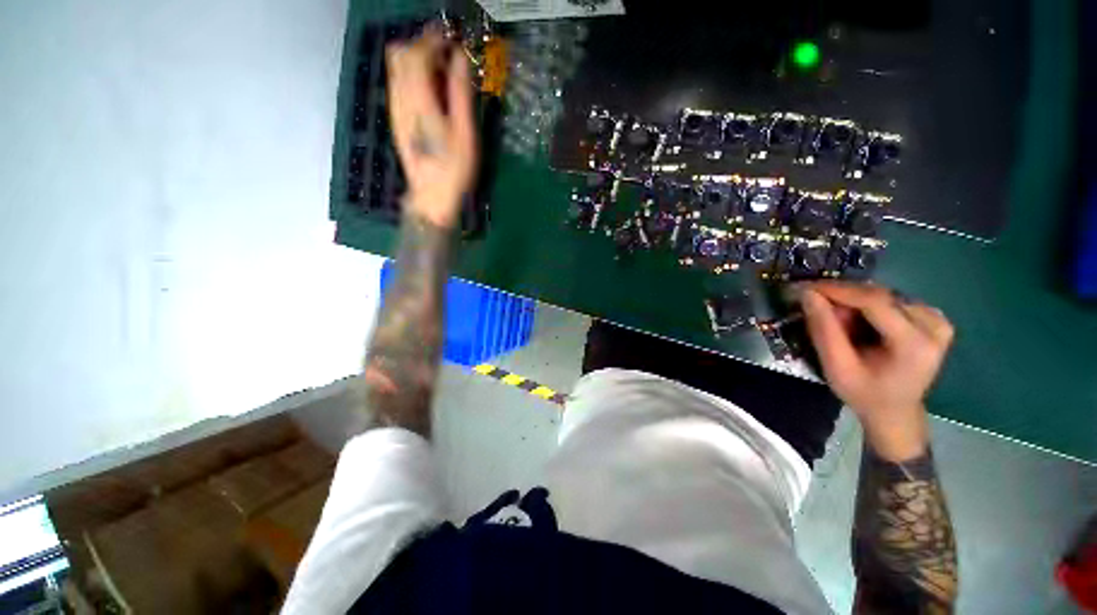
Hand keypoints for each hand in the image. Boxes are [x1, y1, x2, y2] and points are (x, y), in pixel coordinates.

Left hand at [386, 26, 477, 228]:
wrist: (432, 197)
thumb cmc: (454, 168)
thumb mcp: (465, 132)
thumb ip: (460, 92)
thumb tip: (460, 57)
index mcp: (419, 99)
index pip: (417, 52)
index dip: (434, 39)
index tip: (453, 38)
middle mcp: (400, 98)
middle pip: (399, 53)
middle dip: (422, 44)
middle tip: (447, 54)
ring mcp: (395, 109)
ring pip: (395, 67)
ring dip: (416, 59)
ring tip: (442, 71)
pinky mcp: (396, 119)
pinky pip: (397, 84)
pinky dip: (412, 75)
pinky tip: (431, 90)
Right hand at [800, 282, 953, 460]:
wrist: (895, 411)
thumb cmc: (864, 394)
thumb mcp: (836, 367)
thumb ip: (823, 329)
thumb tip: (808, 293)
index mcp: (915, 344)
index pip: (875, 302)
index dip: (838, 290)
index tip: (805, 287)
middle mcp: (934, 325)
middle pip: (879, 296)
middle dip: (843, 298)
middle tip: (816, 308)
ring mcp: (938, 319)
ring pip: (883, 295)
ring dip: (853, 303)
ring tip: (838, 321)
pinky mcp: (934, 317)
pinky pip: (891, 300)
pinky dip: (867, 306)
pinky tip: (859, 321)